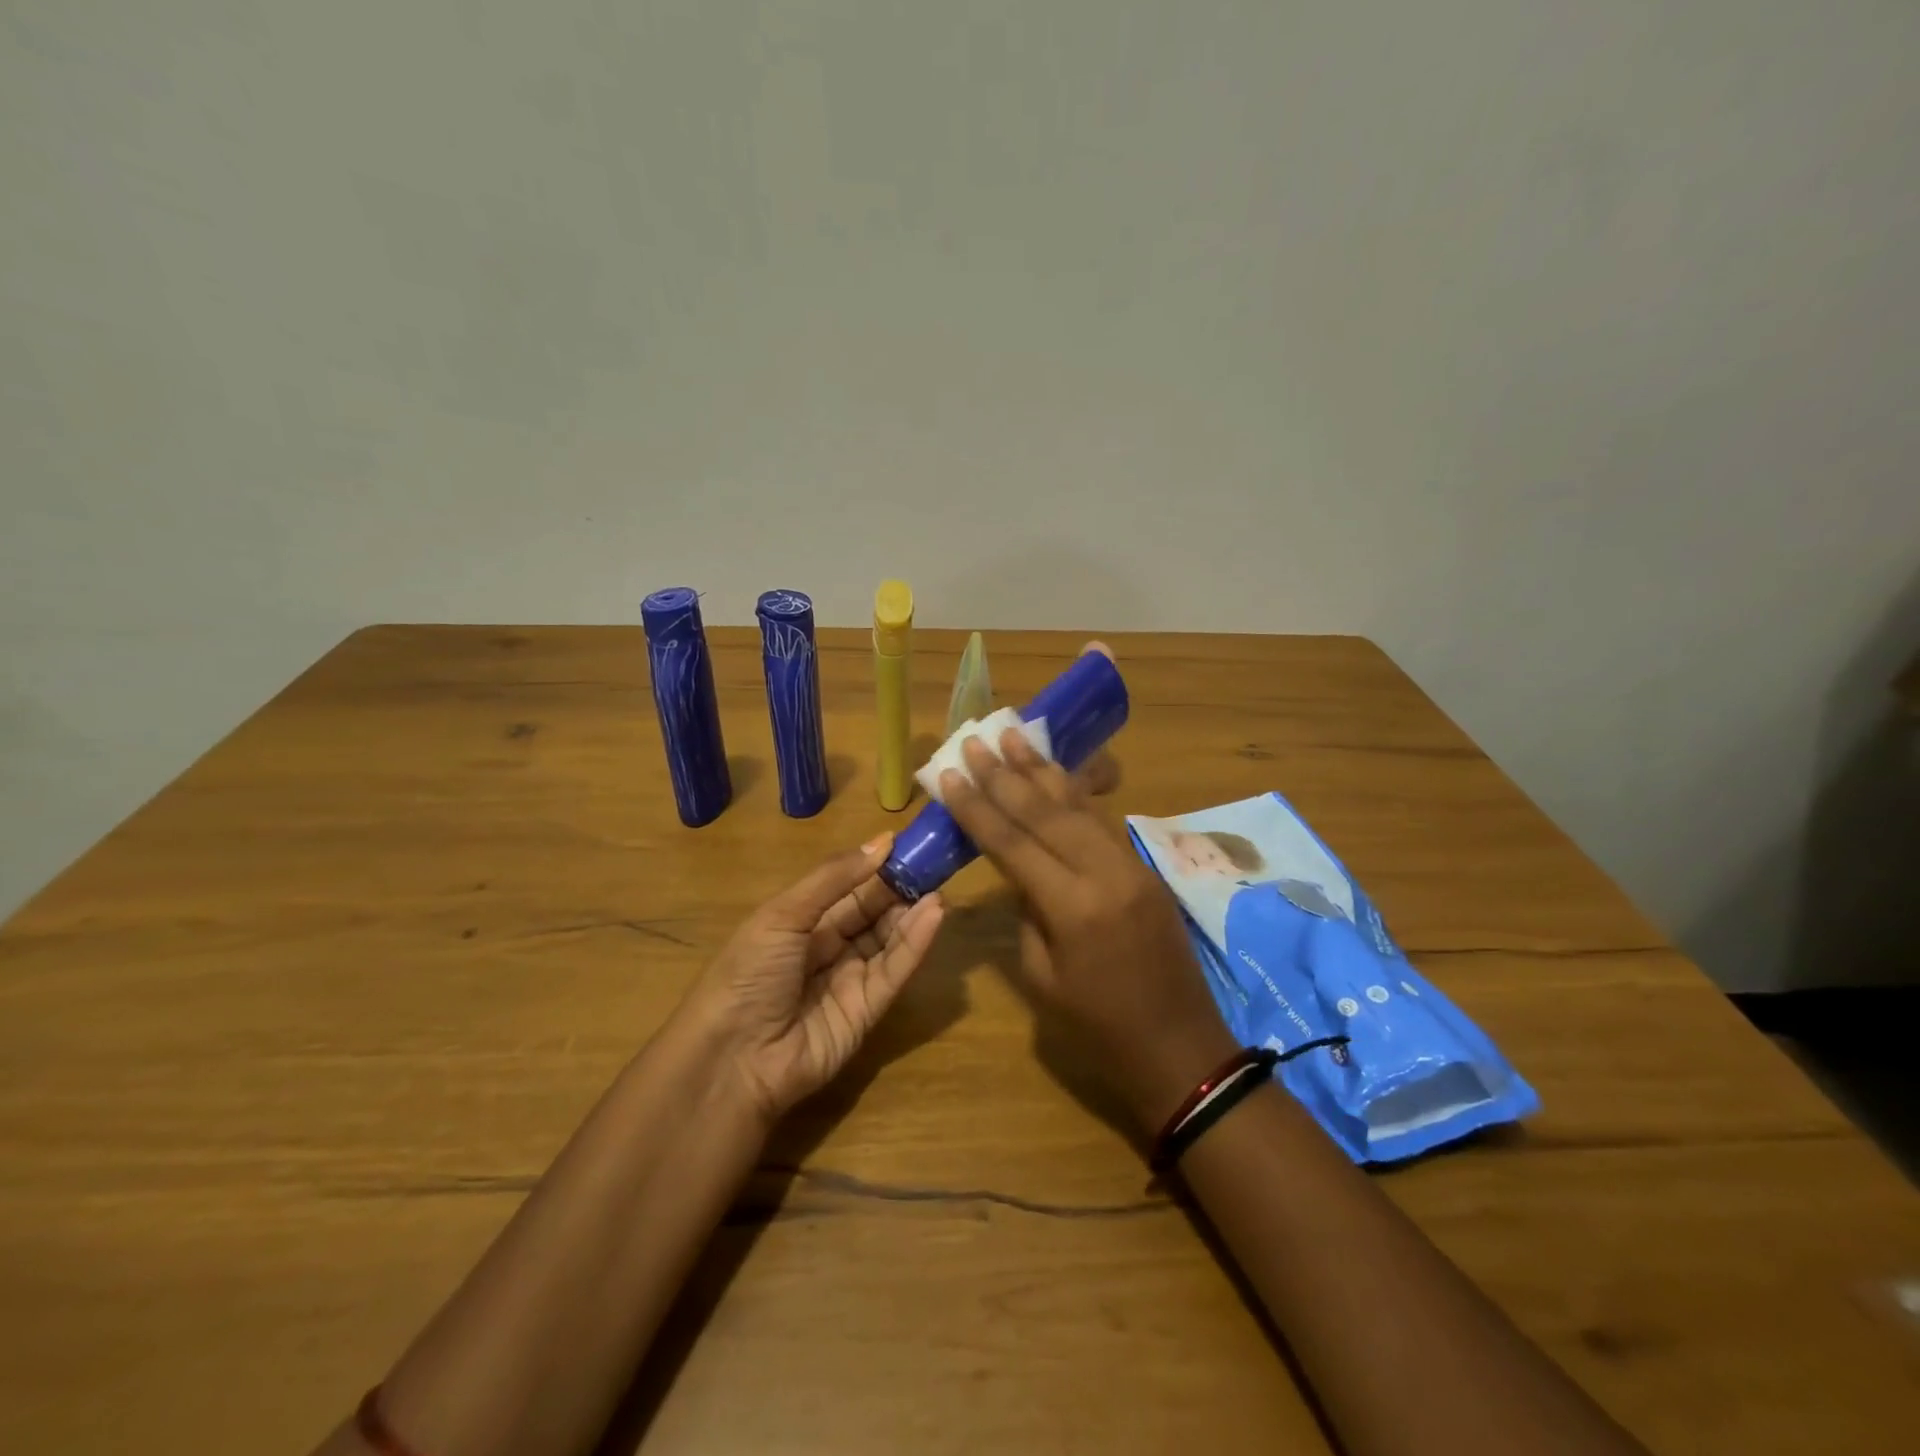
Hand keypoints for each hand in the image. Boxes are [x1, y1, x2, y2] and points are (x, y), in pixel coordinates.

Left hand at [683, 835, 945, 1122]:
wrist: (732, 1059)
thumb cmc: (749, 972)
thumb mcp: (784, 914)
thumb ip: (834, 878)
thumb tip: (883, 842)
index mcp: (800, 921)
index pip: (848, 888)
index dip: (876, 866)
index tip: (910, 842)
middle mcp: (827, 948)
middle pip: (872, 912)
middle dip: (901, 887)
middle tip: (935, 861)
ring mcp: (849, 980)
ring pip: (888, 939)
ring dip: (913, 913)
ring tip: (940, 886)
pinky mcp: (868, 1011)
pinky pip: (894, 971)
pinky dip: (916, 943)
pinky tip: (934, 915)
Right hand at [939, 730, 1236, 1140]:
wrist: (1181, 1049)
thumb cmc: (1100, 1029)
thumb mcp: (1042, 978)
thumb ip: (1027, 913)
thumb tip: (1021, 869)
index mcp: (1074, 908)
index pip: (1013, 844)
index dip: (977, 807)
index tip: (948, 775)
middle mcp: (1105, 874)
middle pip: (1046, 812)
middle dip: (1005, 774)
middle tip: (975, 740)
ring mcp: (1132, 866)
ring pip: (1079, 805)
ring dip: (1042, 770)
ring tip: (1013, 735)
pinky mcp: (1146, 869)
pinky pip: (1102, 821)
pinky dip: (1074, 793)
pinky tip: (1055, 772)